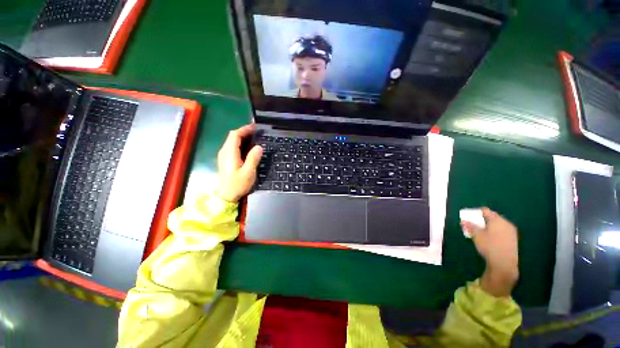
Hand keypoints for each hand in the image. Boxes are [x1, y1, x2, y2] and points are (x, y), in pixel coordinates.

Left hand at [215, 124, 262, 202]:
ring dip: (242, 137)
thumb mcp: (248, 172)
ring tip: (255, 137)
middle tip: (257, 131)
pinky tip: (248, 147)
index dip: (245, 129)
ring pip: (232, 141)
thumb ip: (253, 158)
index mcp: (229, 153)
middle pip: (232, 136)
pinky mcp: (225, 159)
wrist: (226, 196)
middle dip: (244, 131)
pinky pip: (232, 146)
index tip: (255, 127)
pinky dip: (240, 143)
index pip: (235, 135)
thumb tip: (259, 147)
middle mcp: (224, 151)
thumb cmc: (237, 184)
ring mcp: (224, 155)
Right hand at [461, 208, 518, 296]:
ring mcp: (511, 232)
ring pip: (497, 225)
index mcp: (497, 220)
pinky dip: (494, 232)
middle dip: (482, 220)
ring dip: (488, 227)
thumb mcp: (476, 235)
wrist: (504, 263)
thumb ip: (470, 226)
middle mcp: (506, 223)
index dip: (476, 212)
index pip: (485, 211)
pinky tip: (489, 239)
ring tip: (479, 232)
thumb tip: (463, 220)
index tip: (468, 217)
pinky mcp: (513, 240)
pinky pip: (501, 231)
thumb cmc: (489, 246)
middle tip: (473, 225)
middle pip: (492, 217)